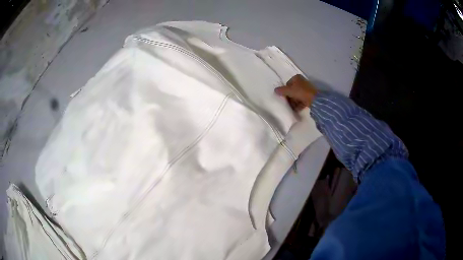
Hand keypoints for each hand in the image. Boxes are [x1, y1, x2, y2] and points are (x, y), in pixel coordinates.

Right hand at [274, 74, 317, 111]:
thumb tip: (275, 90)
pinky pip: (302, 100)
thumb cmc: (301, 92)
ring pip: (297, 96)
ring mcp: (306, 89)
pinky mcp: (309, 96)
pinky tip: (296, 109)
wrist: (315, 99)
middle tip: (287, 103)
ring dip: (294, 102)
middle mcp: (302, 82)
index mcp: (297, 78)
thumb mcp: (289, 91)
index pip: (287, 84)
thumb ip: (281, 90)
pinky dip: (299, 104)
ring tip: (291, 107)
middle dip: (290, 97)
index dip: (285, 91)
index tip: (284, 97)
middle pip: (292, 90)